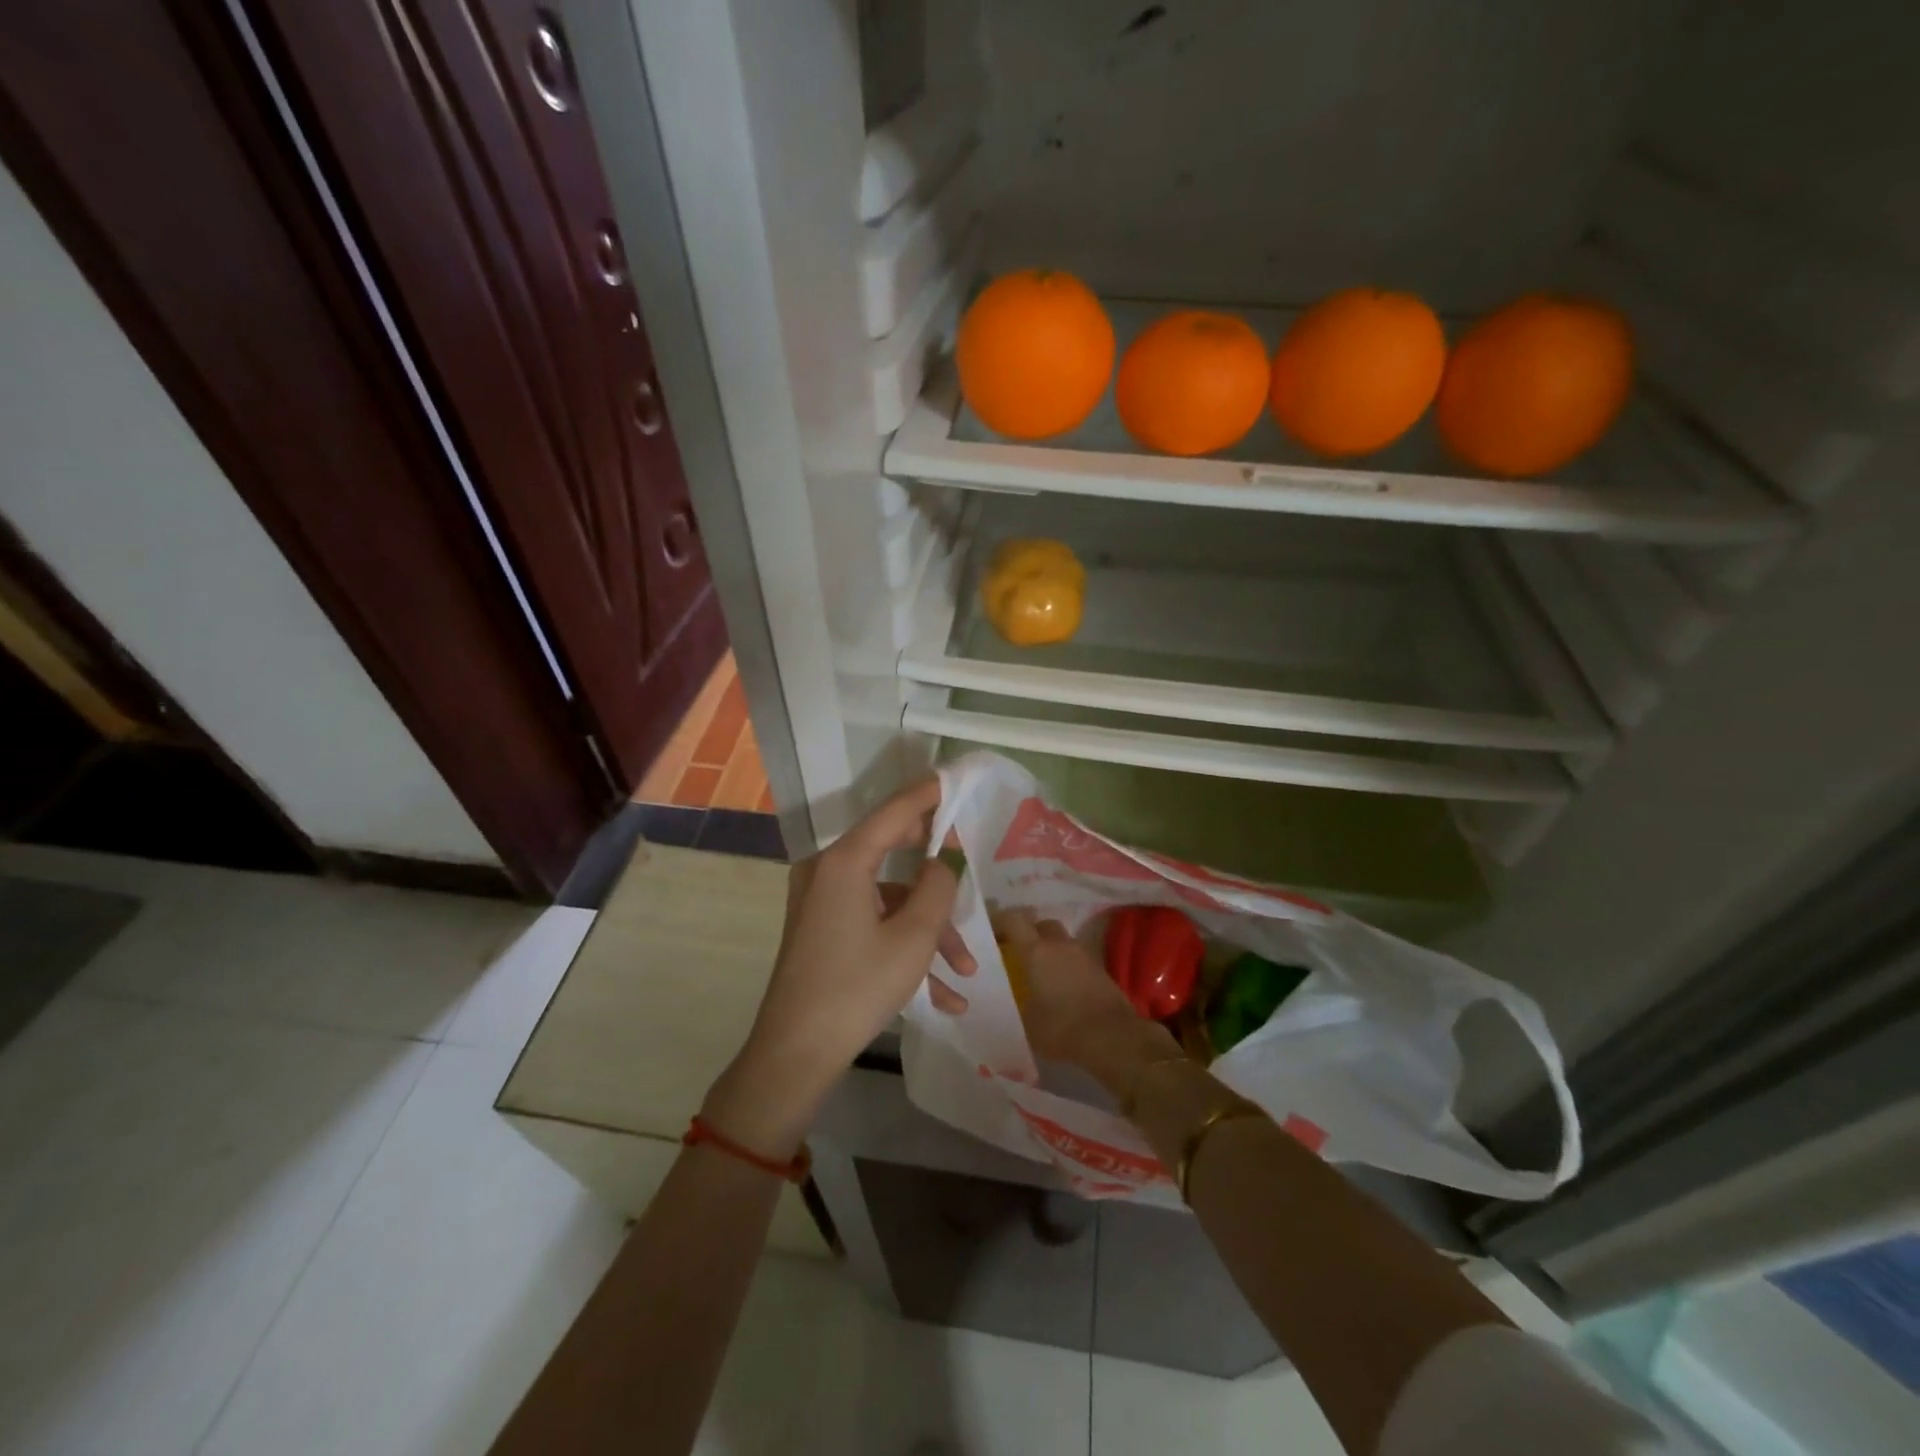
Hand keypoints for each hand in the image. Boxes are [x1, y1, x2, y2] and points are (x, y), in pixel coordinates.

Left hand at [703, 777, 974, 1154]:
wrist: (796, 1054)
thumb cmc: (857, 988)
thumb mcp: (914, 937)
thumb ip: (938, 886)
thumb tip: (947, 856)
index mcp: (845, 861)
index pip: (894, 811)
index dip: (929, 794)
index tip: (957, 780)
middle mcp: (828, 871)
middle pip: (891, 851)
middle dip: (937, 876)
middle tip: (970, 873)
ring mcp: (822, 901)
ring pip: (889, 900)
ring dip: (929, 930)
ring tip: (965, 970)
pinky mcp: (822, 929)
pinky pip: (872, 924)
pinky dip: (904, 948)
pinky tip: (943, 996)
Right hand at [998, 910, 1179, 1098]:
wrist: (1113, 1038)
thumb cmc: (1062, 1028)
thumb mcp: (1026, 1023)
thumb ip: (1013, 1006)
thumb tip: (1004, 1004)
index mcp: (1036, 951)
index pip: (1014, 919)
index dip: (1000, 921)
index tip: (990, 933)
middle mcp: (1059, 945)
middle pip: (1040, 924)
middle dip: (1028, 933)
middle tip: (1016, 952)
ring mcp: (1083, 954)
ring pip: (1060, 940)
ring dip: (1049, 949)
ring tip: (1039, 972)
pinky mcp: (1099, 969)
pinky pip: (1075, 957)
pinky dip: (1065, 965)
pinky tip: (1060, 986)